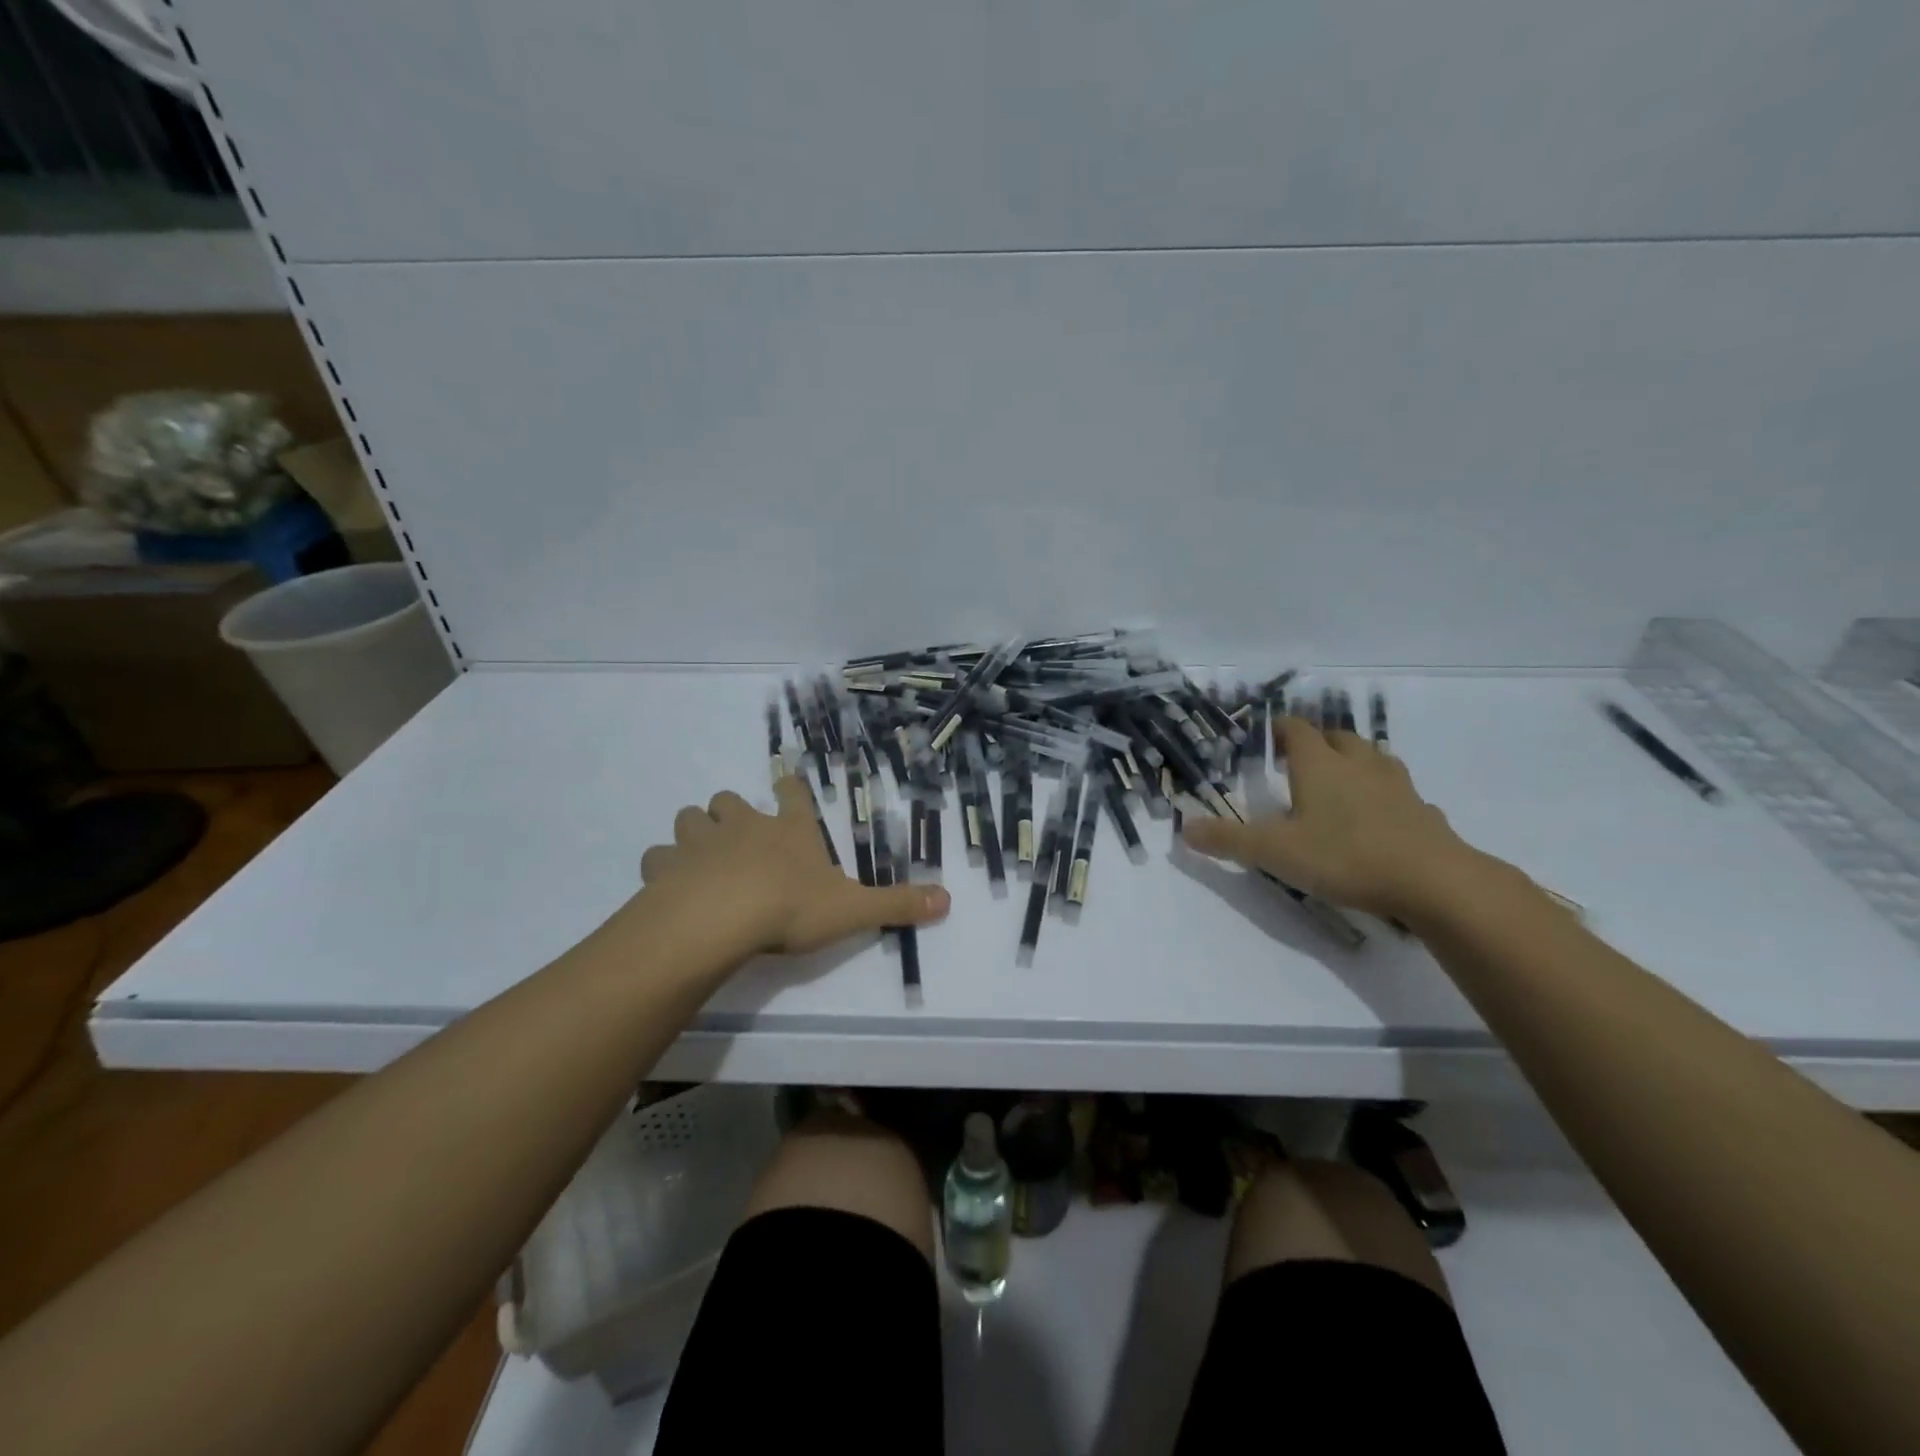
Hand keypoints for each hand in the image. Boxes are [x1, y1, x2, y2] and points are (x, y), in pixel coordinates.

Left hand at [637, 775, 949, 957]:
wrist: (722, 918)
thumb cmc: (791, 907)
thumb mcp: (853, 909)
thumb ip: (897, 904)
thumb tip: (948, 901)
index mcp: (788, 830)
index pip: (791, 794)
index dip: (789, 788)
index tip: (785, 784)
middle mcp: (743, 826)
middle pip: (728, 800)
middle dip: (730, 812)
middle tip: (736, 835)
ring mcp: (701, 842)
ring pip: (689, 819)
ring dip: (693, 833)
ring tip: (699, 857)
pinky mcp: (666, 866)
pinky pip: (657, 857)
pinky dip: (661, 867)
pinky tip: (667, 885)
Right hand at [1181, 716, 1481, 921]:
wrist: (1433, 881)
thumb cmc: (1345, 856)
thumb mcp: (1275, 852)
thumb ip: (1229, 840)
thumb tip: (1185, 829)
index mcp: (1319, 766)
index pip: (1296, 730)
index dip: (1279, 729)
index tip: (1266, 739)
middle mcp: (1358, 765)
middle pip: (1337, 737)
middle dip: (1317, 742)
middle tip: (1298, 761)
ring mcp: (1396, 786)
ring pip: (1373, 758)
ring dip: (1354, 761)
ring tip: (1340, 781)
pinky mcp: (1423, 811)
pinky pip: (1400, 792)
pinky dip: (1385, 795)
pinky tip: (1380, 818)